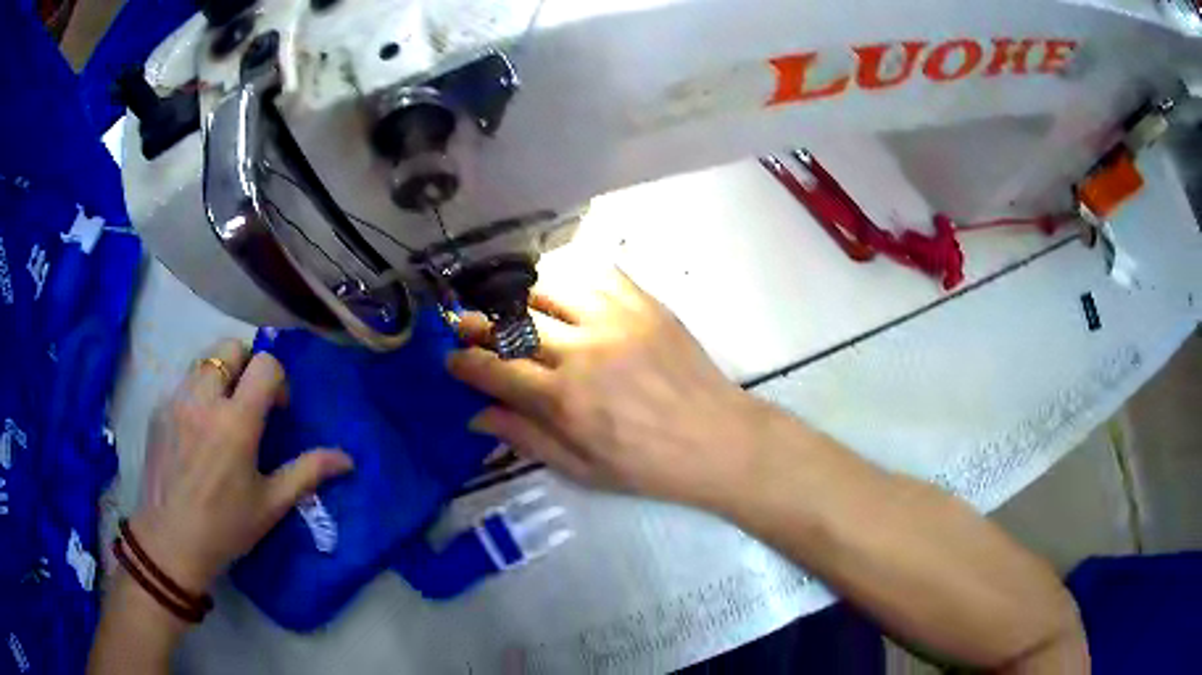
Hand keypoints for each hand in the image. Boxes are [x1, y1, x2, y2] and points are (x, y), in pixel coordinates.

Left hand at [132, 340, 353, 593]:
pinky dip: (197, 394)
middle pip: (231, 348)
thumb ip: (307, 472)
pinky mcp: (158, 409)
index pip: (265, 364)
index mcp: (236, 422)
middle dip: (247, 365)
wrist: (170, 543)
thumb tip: (347, 459)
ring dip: (220, 376)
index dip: (278, 379)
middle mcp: (204, 399)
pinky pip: (183, 384)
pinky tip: (196, 433)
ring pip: (204, 362)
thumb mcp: (271, 504)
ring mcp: (176, 400)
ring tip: (222, 416)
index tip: (278, 409)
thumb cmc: (226, 527)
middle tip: (250, 402)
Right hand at [448, 270, 771, 507]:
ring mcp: (615, 318)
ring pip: (548, 287)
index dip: (464, 363)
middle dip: (477, 323)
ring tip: (514, 307)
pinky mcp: (644, 303)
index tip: (452, 360)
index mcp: (564, 399)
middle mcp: (582, 350)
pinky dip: (571, 276)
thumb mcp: (582, 468)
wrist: (717, 439)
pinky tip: (563, 289)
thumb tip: (477, 416)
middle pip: (512, 323)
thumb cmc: (648, 464)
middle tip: (466, 324)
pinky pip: (597, 272)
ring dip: (520, 295)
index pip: (494, 369)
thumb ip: (526, 439)